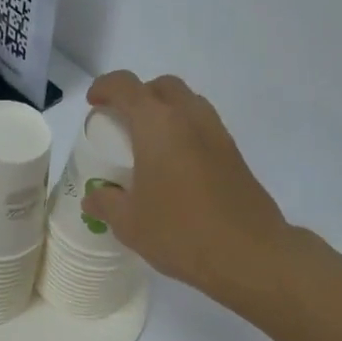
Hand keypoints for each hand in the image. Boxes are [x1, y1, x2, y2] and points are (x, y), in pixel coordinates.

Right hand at [83, 71, 290, 302]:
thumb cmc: (180, 233)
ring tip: (149, 146)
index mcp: (157, 126)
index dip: (105, 88)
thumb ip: (107, 204)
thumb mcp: (130, 223)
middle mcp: (189, 118)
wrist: (248, 253)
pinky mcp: (234, 155)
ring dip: (166, 112)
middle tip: (123, 123)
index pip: (126, 86)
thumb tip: (93, 197)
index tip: (94, 104)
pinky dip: (185, 133)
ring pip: (188, 104)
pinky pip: (203, 128)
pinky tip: (175, 168)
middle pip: (162, 87)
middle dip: (139, 95)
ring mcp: (217, 134)